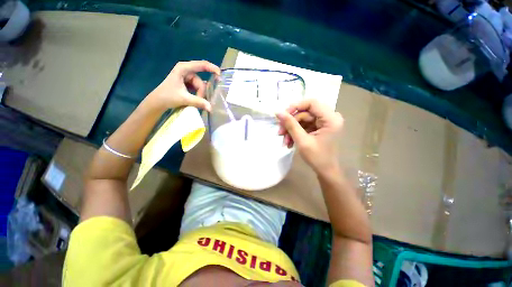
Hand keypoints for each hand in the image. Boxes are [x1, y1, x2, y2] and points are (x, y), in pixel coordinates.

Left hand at [148, 60, 219, 111]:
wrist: (158, 102)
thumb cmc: (168, 96)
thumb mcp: (184, 98)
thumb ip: (198, 102)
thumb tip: (211, 108)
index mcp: (183, 68)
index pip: (201, 65)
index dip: (212, 68)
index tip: (220, 76)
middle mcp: (186, 71)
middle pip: (201, 81)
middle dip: (201, 92)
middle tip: (199, 101)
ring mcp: (187, 77)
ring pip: (200, 86)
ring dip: (200, 95)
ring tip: (195, 102)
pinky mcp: (188, 83)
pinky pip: (198, 88)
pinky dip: (198, 94)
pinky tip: (196, 99)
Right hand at [276, 99, 343, 172]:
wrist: (326, 171)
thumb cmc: (317, 157)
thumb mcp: (302, 140)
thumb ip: (290, 125)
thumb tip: (278, 112)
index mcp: (331, 118)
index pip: (311, 103)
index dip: (295, 107)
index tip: (283, 116)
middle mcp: (330, 117)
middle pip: (305, 112)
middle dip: (291, 123)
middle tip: (280, 132)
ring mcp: (324, 122)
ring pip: (303, 119)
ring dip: (291, 129)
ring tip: (285, 141)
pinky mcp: (319, 127)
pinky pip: (304, 125)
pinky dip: (296, 133)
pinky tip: (289, 142)